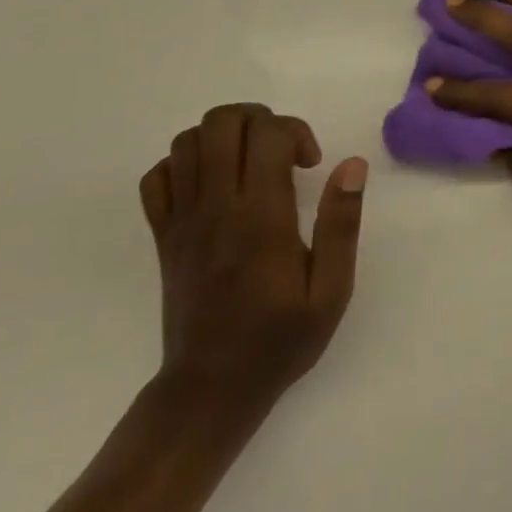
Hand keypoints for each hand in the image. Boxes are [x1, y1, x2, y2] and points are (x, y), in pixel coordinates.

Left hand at [139, 104, 366, 433]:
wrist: (209, 391)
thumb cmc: (279, 340)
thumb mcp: (331, 291)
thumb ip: (342, 224)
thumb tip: (352, 165)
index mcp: (261, 217)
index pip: (267, 134)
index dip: (294, 131)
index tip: (311, 163)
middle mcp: (216, 207)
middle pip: (221, 122)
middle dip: (258, 119)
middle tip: (281, 151)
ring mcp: (183, 220)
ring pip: (187, 141)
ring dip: (224, 136)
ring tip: (251, 162)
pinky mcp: (163, 235)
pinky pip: (159, 176)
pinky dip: (184, 163)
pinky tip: (213, 183)